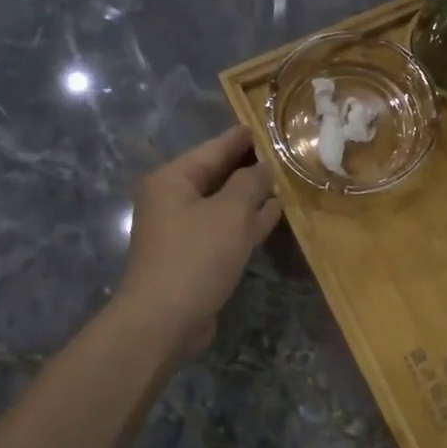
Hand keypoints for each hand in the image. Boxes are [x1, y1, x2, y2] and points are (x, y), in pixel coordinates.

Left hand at [116, 126, 282, 358]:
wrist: (164, 321)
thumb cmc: (196, 257)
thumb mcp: (230, 213)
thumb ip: (250, 183)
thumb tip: (262, 168)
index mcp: (172, 180)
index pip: (212, 149)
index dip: (240, 138)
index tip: (263, 126)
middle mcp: (172, 200)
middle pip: (216, 175)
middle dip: (248, 166)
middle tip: (281, 153)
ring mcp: (182, 230)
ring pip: (223, 203)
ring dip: (250, 195)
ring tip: (283, 181)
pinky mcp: (193, 256)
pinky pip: (224, 229)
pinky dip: (246, 221)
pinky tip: (272, 215)